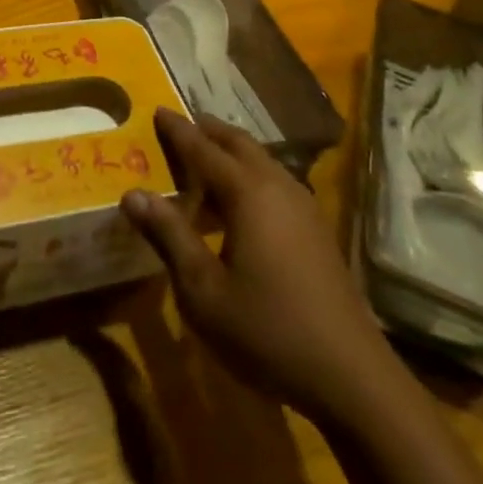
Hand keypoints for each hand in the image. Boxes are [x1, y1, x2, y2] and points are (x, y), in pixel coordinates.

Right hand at [122, 108, 396, 424]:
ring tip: (205, 160)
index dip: (178, 130)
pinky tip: (240, 204)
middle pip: (238, 144)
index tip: (157, 110)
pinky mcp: (316, 228)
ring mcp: (303, 205)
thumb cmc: (266, 329)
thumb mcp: (203, 289)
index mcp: (247, 192)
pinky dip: (250, 175)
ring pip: (261, 161)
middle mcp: (277, 185)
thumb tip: (133, 194)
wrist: (349, 373)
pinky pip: (275, 181)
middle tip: (181, 126)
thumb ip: (169, 235)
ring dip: (231, 153)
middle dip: (208, 131)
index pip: (203, 148)